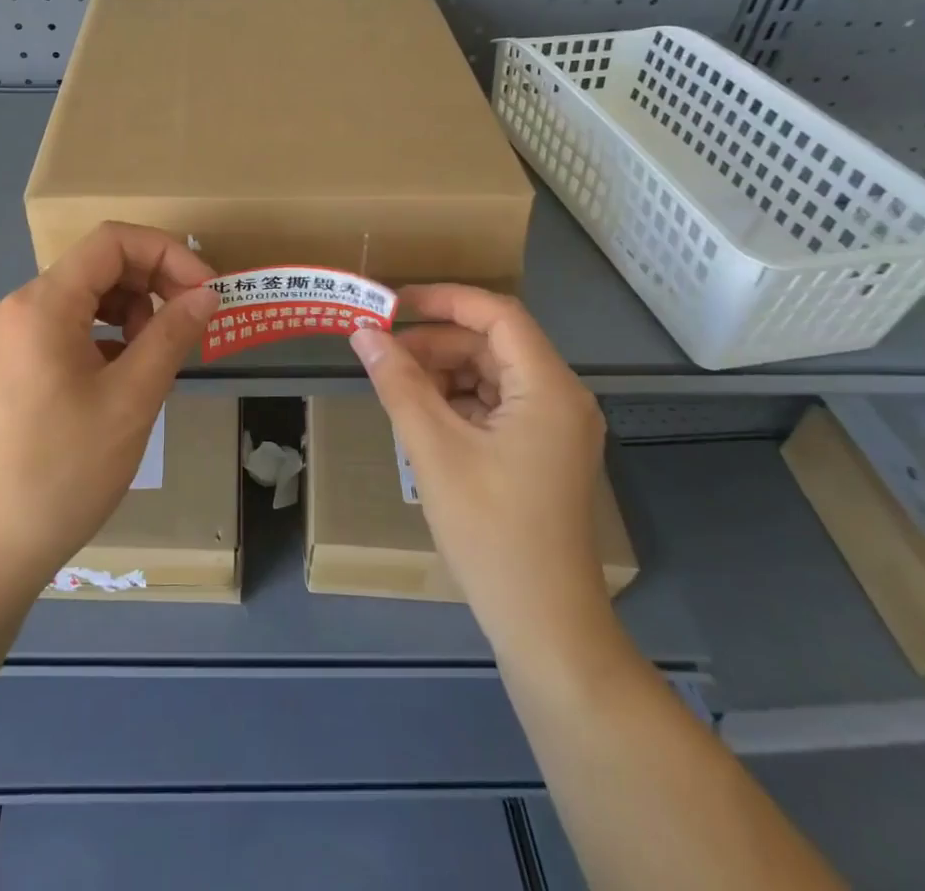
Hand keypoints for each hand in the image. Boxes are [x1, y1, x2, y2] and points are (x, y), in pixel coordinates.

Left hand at [0, 223, 218, 596]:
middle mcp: (18, 305)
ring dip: (132, 310)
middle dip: (153, 283)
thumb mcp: (131, 399)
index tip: (205, 290)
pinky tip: (127, 372)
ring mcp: (9, 333)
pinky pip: (68, 325)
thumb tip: (207, 294)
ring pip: (85, 295)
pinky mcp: (10, 360)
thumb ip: (171, 335)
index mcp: (41, 304)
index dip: (167, 253)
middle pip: (98, 265)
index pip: (112, 241)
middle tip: (191, 323)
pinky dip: (107, 334)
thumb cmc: (65, 471)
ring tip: (158, 354)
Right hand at [349, 285, 610, 655]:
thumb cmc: (492, 532)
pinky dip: (459, 402)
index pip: (497, 314)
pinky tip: (425, 419)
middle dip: (437, 344)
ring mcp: (556, 427)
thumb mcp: (435, 451)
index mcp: (548, 388)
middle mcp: (561, 397)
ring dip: (444, 373)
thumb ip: (398, 384)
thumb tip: (363, 333)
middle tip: (383, 356)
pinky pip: (497, 405)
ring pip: (492, 374)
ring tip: (398, 390)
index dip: (444, 299)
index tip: (393, 304)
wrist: (545, 626)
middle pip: (493, 344)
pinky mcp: (544, 451)